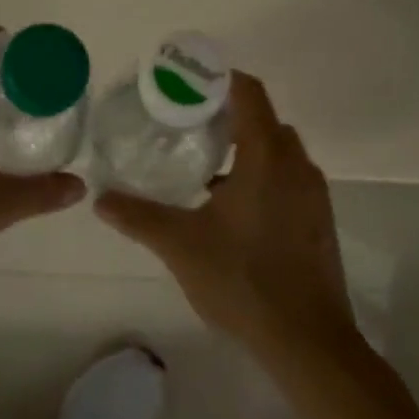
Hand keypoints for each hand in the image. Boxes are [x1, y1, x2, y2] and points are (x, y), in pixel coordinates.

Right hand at [95, 74, 356, 354]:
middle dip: (229, 118)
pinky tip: (232, 213)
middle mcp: (298, 167)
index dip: (220, 81)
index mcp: (267, 158)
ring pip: (280, 155)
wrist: (305, 338)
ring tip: (204, 171)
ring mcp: (314, 196)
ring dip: (247, 153)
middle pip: (265, 122)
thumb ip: (138, 217)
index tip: (187, 87)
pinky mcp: (319, 223)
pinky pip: (289, 182)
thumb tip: (100, 199)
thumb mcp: (180, 246)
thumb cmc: (242, 280)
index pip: (250, 94)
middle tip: (188, 129)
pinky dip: (263, 179)